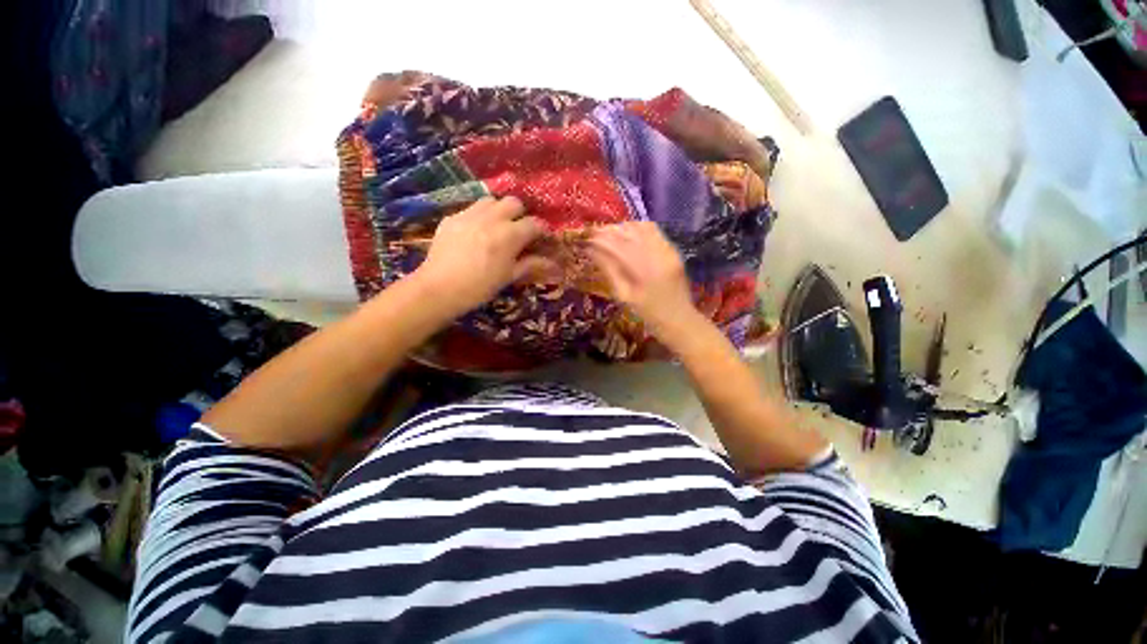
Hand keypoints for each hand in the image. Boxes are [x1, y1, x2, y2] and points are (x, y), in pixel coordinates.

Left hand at [415, 196, 553, 314]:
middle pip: (514, 203)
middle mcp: (492, 218)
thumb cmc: (480, 287)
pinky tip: (474, 233)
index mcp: (510, 235)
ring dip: (498, 211)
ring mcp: (470, 215)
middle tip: (518, 231)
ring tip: (496, 227)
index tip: (541, 239)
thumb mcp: (509, 277)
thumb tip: (550, 262)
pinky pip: (470, 209)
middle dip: (520, 214)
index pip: (534, 224)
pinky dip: (478, 217)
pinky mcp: (452, 217)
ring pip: (491, 200)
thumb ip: (530, 264)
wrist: (440, 288)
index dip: (541, 231)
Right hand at [588, 222, 701, 340]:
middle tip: (595, 233)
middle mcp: (657, 255)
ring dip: (623, 228)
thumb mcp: (624, 296)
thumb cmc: (647, 313)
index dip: (601, 240)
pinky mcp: (673, 250)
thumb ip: (609, 271)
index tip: (588, 238)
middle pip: (630, 234)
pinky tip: (628, 233)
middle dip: (610, 231)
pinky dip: (638, 228)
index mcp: (644, 271)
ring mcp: (668, 250)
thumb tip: (592, 251)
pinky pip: (654, 231)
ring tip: (610, 233)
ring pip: (642, 228)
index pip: (618, 246)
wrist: (679, 318)